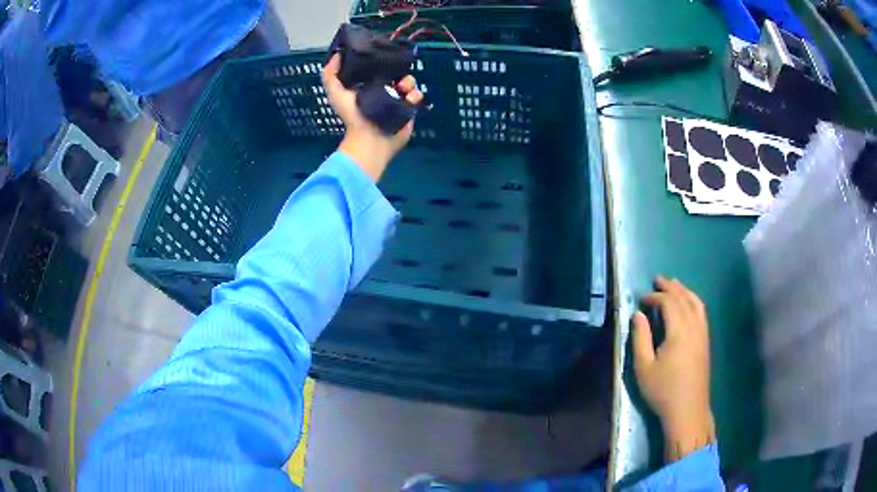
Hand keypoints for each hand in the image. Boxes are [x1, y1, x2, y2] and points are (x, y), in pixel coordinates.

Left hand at [322, 54, 423, 181]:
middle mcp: (383, 89)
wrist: (370, 139)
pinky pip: (416, 96)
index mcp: (366, 84)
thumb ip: (330, 75)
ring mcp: (397, 99)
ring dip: (408, 82)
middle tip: (394, 77)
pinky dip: (415, 95)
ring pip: (408, 82)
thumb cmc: (352, 116)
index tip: (383, 54)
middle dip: (397, 70)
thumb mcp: (335, 94)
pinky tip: (408, 99)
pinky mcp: (408, 108)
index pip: (377, 66)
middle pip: (395, 72)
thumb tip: (337, 54)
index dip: (380, 59)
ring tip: (402, 89)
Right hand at [632, 276, 714, 461]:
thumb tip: (638, 314)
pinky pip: (702, 312)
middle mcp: (694, 327)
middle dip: (671, 287)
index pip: (669, 303)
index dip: (655, 296)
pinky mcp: (706, 342)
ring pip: (696, 303)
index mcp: (679, 331)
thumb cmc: (663, 390)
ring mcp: (703, 334)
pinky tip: (688, 304)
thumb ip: (640, 338)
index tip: (642, 298)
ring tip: (675, 284)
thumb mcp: (644, 367)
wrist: (688, 410)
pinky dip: (694, 301)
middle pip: (684, 298)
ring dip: (684, 291)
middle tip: (658, 280)